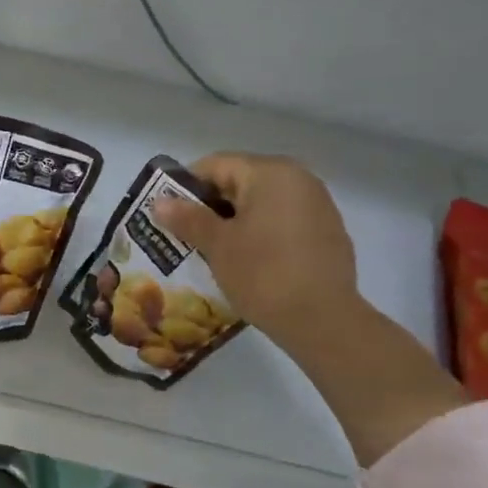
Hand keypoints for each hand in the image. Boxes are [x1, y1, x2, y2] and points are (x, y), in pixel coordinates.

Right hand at [156, 152, 462, 466]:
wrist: (324, 321)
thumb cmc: (264, 274)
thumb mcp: (218, 245)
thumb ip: (187, 218)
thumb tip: (158, 202)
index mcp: (270, 172)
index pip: (216, 165)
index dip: (186, 187)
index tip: (168, 215)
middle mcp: (298, 178)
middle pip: (241, 181)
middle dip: (211, 206)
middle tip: (186, 236)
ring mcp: (318, 205)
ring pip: (263, 203)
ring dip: (236, 221)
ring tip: (214, 252)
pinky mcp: (328, 232)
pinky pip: (283, 222)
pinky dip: (262, 234)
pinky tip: (250, 263)